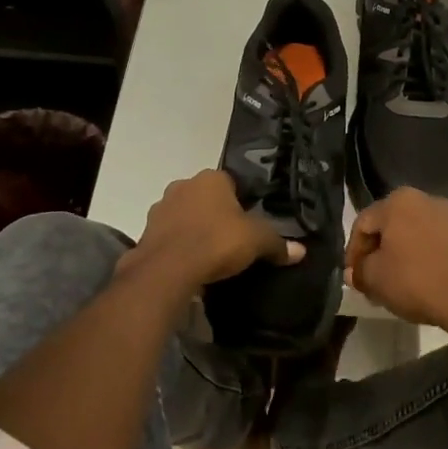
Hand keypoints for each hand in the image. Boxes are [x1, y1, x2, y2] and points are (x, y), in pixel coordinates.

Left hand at [121, 170, 303, 288]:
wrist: (167, 270)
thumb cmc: (216, 242)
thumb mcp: (256, 242)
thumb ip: (278, 244)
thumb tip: (301, 251)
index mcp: (211, 178)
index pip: (230, 182)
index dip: (241, 202)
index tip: (247, 224)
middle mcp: (183, 185)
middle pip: (205, 198)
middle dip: (215, 214)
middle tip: (230, 240)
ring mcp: (160, 208)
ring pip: (184, 215)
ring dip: (194, 229)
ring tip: (209, 255)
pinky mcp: (146, 232)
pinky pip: (169, 235)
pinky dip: (178, 246)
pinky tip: (189, 264)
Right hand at [345, 188, 447, 336]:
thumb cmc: (418, 281)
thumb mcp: (376, 279)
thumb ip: (359, 271)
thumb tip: (354, 272)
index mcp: (398, 201)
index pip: (363, 224)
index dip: (353, 252)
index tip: (353, 277)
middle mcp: (424, 199)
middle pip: (389, 226)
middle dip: (377, 253)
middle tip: (371, 281)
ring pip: (413, 234)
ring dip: (400, 256)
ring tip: (396, 284)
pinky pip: (434, 243)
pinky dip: (423, 258)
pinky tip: (422, 282)